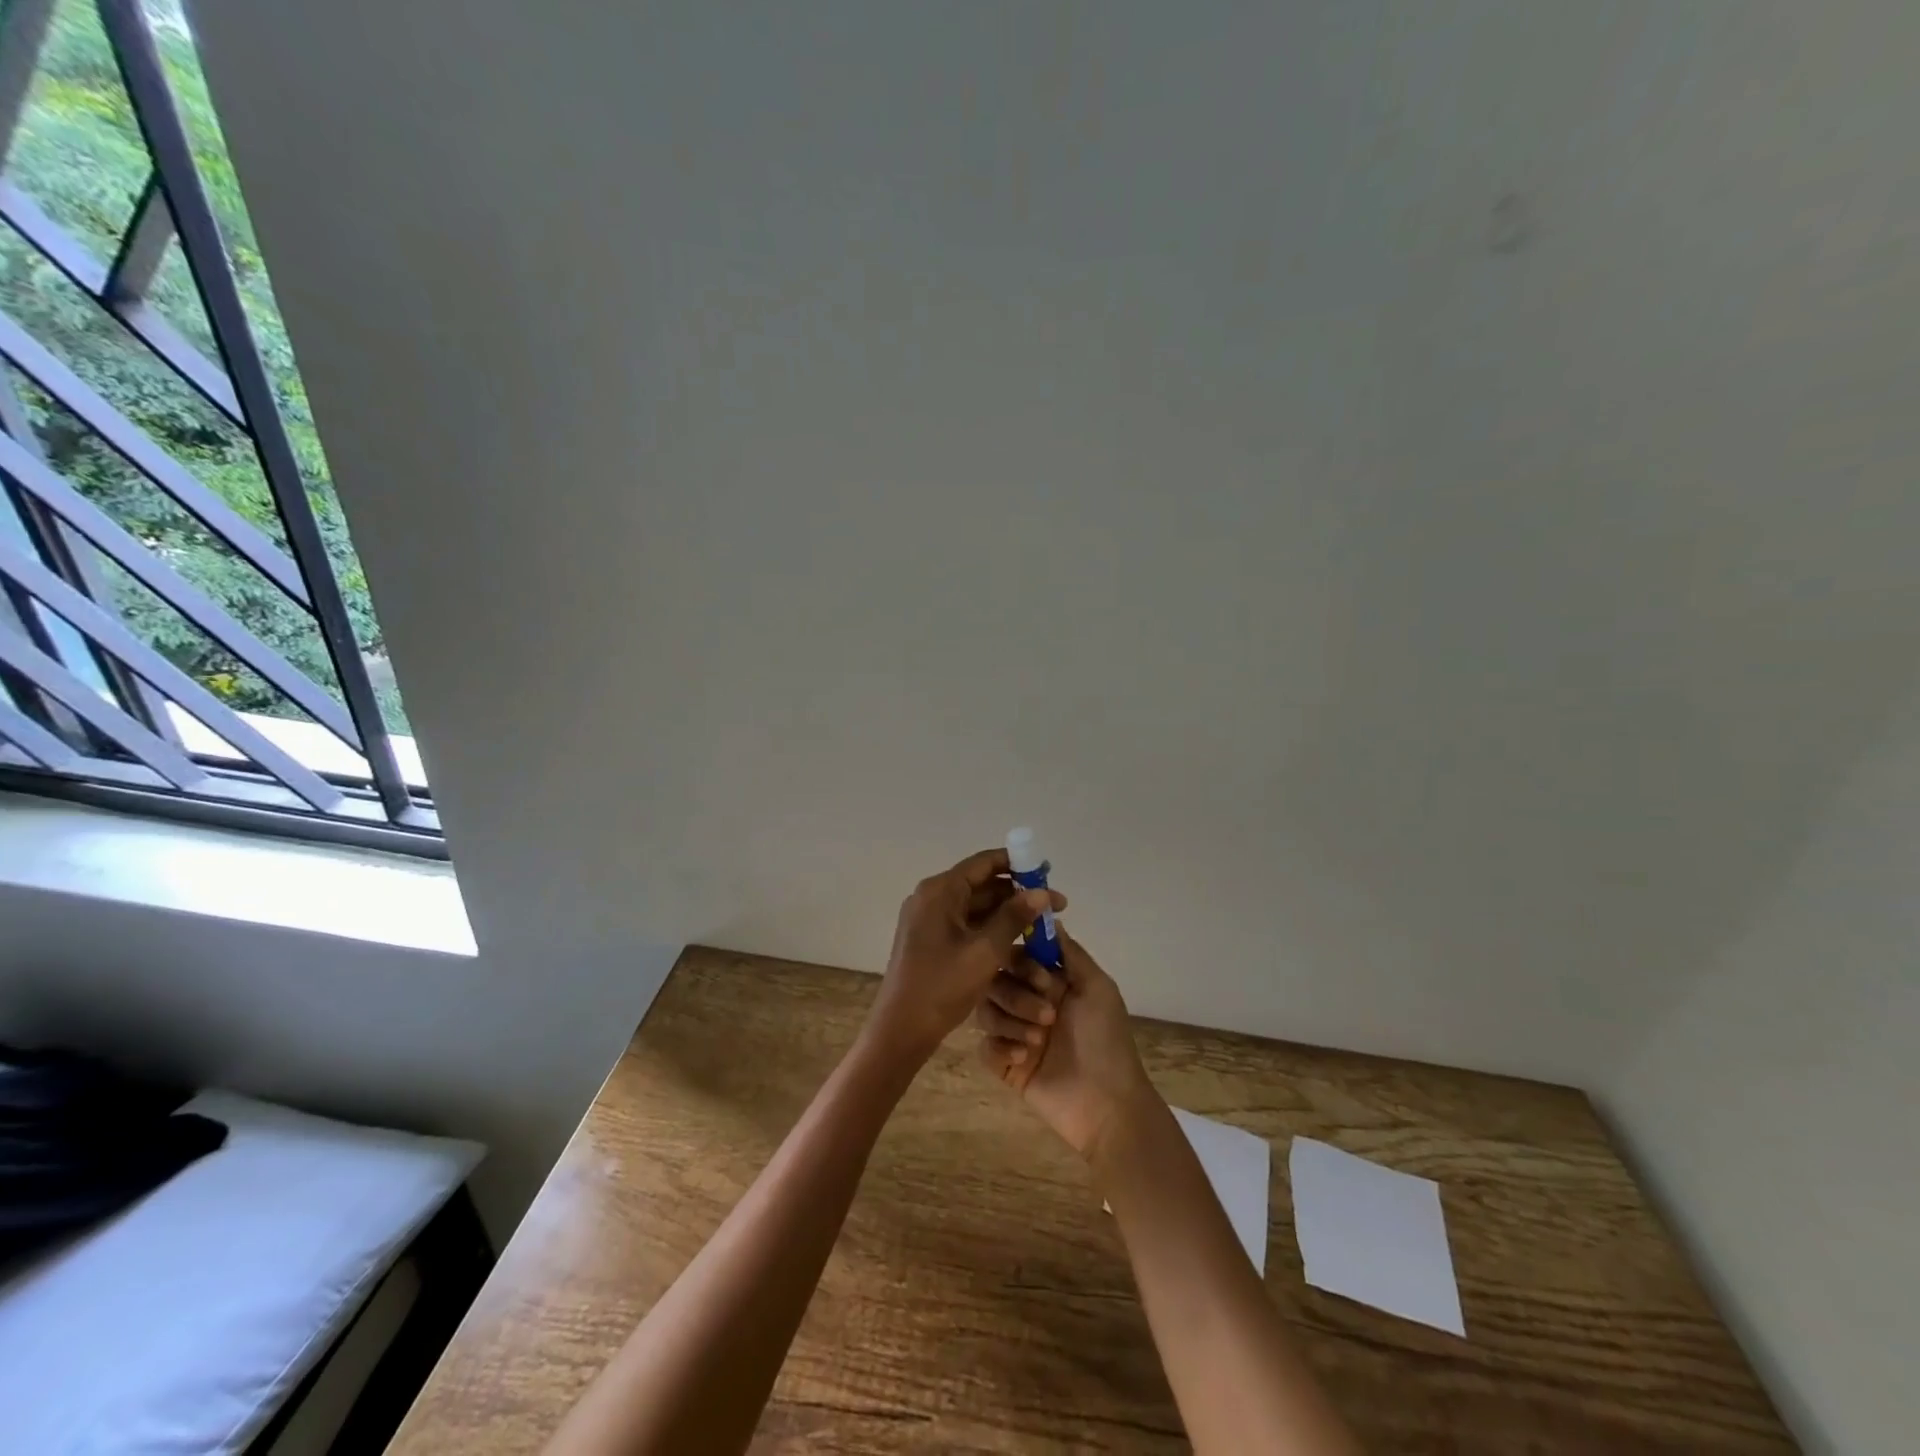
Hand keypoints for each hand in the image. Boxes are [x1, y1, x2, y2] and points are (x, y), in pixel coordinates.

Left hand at [862, 849, 1066, 1071]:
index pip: (983, 863)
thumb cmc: (942, 986)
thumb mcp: (985, 951)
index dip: (1017, 864)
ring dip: (1008, 914)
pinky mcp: (931, 941)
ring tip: (1043, 926)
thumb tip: (1043, 892)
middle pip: (981, 885)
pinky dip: (992, 929)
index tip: (1046, 871)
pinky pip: (967, 925)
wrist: (901, 1030)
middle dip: (1018, 894)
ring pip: (976, 907)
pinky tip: (1019, 942)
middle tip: (1054, 907)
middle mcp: (932, 898)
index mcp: (939, 891)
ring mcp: (929, 920)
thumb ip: (1015, 918)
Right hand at [976, 929, 1158, 1161]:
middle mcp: (1028, 1001)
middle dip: (1018, 996)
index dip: (1023, 963)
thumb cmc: (1105, 1041)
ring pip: (985, 1010)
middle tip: (1048, 1017)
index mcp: (1050, 982)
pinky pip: (983, 1046)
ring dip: (1011, 1021)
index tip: (1044, 980)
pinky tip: (1024, 1058)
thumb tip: (1048, 915)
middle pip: (996, 980)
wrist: (1106, 1104)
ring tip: (1038, 1041)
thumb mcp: (1097, 988)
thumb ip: (1070, 952)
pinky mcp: (1004, 1064)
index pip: (1017, 954)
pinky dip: (1001, 1047)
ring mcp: (1014, 1032)